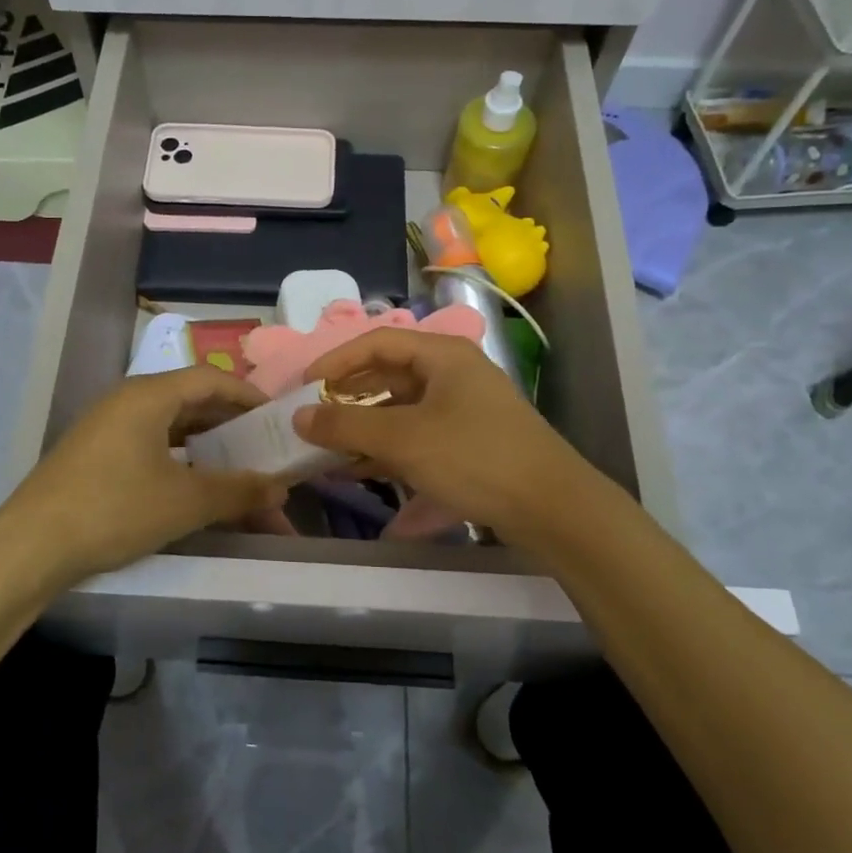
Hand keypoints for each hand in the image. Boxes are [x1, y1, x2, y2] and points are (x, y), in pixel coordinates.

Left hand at [0, 368, 286, 584]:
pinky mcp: (95, 454)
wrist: (31, 547)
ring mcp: (107, 427)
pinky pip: (149, 444)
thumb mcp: (184, 502)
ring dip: (206, 446)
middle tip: (263, 447)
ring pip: (170, 426)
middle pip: (191, 401)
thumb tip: (281, 487)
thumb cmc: (114, 510)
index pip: (210, 379)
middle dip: (230, 425)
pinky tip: (194, 486)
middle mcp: (127, 401)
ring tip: (237, 469)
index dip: (248, 396)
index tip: (276, 418)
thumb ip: (237, 491)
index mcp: (148, 396)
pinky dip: (179, 459)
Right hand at [292, 329, 586, 536]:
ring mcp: (462, 409)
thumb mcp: (404, 440)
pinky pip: (415, 436)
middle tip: (310, 421)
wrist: (554, 509)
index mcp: (442, 355)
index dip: (335, 361)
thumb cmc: (475, 458)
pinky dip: (385, 450)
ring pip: (398, 410)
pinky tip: (356, 471)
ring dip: (361, 429)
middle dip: (345, 400)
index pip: (376, 343)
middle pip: (386, 376)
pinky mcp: (467, 442)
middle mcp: (452, 374)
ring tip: (324, 451)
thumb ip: (345, 426)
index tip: (303, 386)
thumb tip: (297, 417)